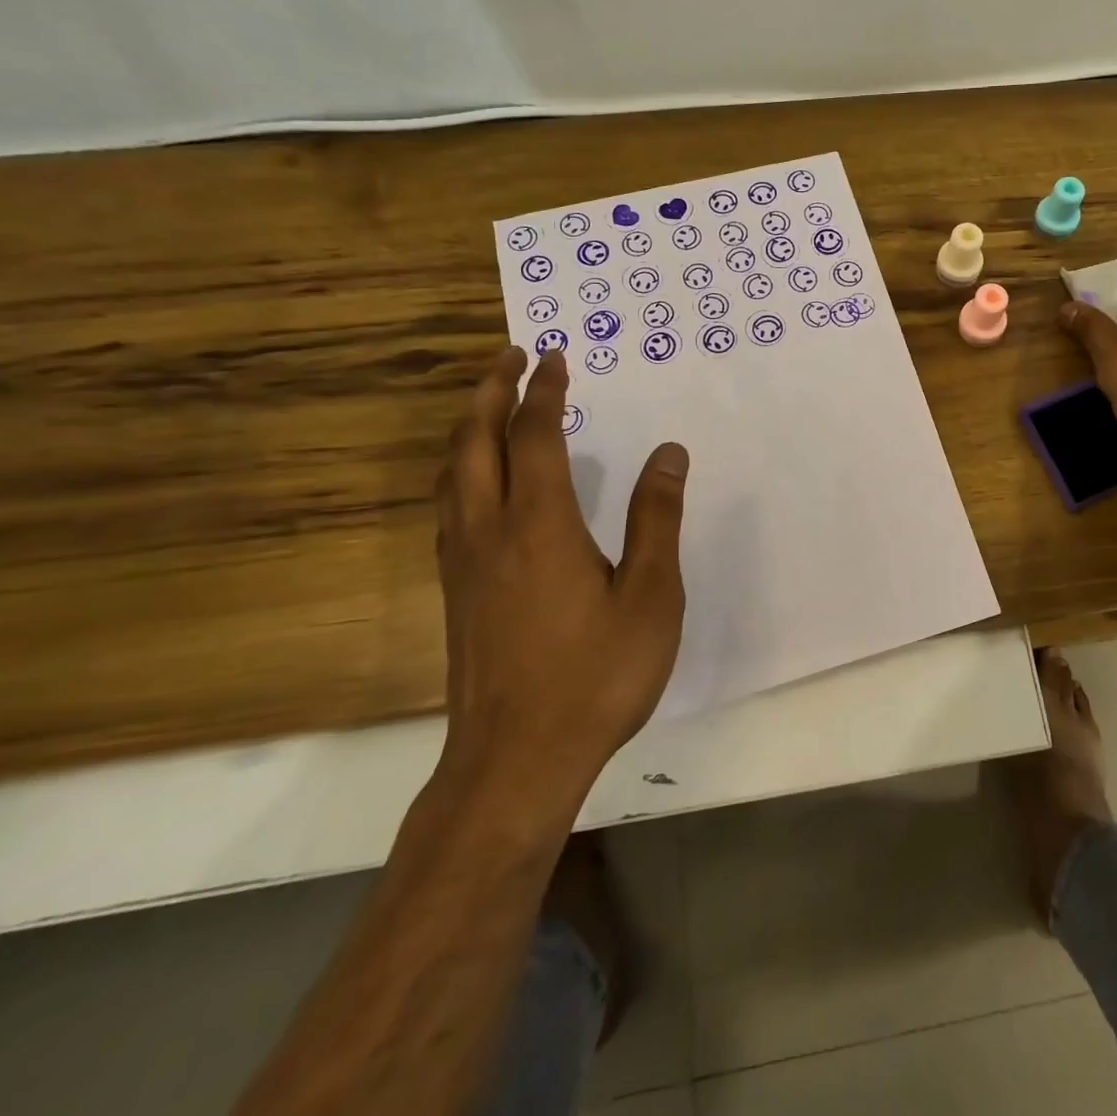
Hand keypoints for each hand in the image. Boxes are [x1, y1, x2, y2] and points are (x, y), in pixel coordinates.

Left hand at [433, 345, 689, 802]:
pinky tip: (477, 484)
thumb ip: (656, 519)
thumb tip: (668, 454)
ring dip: (467, 427)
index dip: (544, 391)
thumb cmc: (597, 674)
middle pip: (474, 441)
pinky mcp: (456, 592)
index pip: (535, 435)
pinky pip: (448, 506)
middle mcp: (489, 530)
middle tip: (509, 356)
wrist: (516, 760)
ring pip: (451, 474)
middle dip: (489, 390)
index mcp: (539, 524)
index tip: (555, 358)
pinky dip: (461, 469)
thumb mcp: (651, 596)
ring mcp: (463, 563)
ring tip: (488, 404)